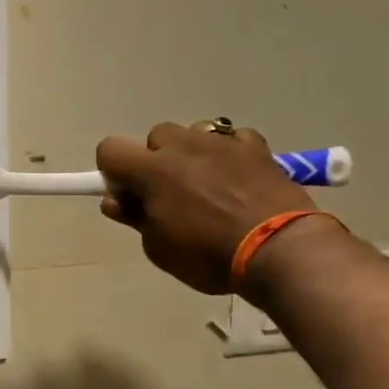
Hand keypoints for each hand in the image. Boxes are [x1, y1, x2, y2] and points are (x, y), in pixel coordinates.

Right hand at [95, 123, 317, 295]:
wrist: (279, 249)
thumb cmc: (209, 255)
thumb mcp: (159, 248)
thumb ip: (135, 217)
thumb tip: (115, 200)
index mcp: (152, 170)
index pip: (110, 149)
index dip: (113, 170)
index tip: (129, 194)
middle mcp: (183, 146)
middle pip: (155, 137)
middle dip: (157, 160)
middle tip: (171, 195)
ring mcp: (222, 142)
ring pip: (194, 133)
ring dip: (192, 154)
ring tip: (209, 186)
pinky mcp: (256, 146)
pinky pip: (233, 139)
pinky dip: (230, 155)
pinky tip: (239, 179)